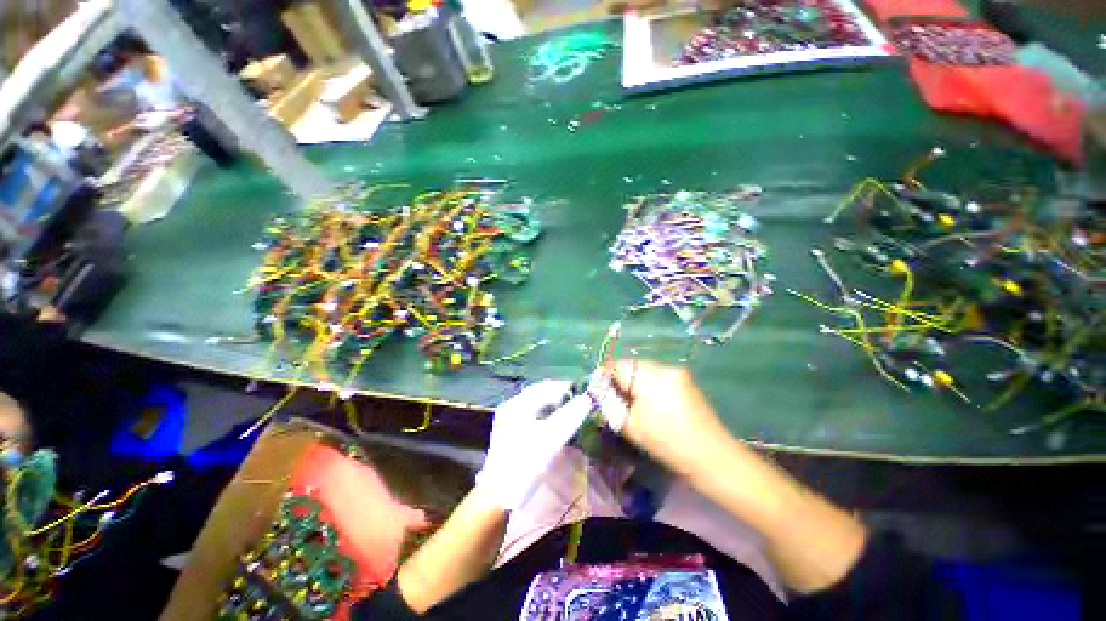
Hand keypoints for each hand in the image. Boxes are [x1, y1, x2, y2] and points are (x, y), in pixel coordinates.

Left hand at [476, 381, 591, 510]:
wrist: (498, 497)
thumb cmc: (525, 464)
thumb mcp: (551, 438)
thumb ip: (570, 416)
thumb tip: (587, 398)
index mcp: (517, 404)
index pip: (546, 386)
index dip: (567, 388)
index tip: (585, 394)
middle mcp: (511, 407)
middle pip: (541, 395)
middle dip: (561, 398)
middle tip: (581, 405)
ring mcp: (509, 420)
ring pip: (538, 406)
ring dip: (555, 408)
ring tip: (572, 414)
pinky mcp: (511, 433)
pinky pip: (533, 417)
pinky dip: (548, 418)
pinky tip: (557, 426)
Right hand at [593, 361, 728, 476]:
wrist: (713, 458)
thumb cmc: (668, 443)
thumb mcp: (631, 426)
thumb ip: (611, 404)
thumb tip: (599, 391)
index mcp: (651, 376)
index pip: (618, 366)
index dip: (605, 376)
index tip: (598, 390)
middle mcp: (665, 367)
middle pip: (632, 366)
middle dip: (620, 380)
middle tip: (614, 400)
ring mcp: (678, 373)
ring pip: (645, 371)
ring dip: (635, 382)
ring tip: (632, 404)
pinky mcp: (686, 381)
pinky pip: (659, 377)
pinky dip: (649, 386)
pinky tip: (651, 404)